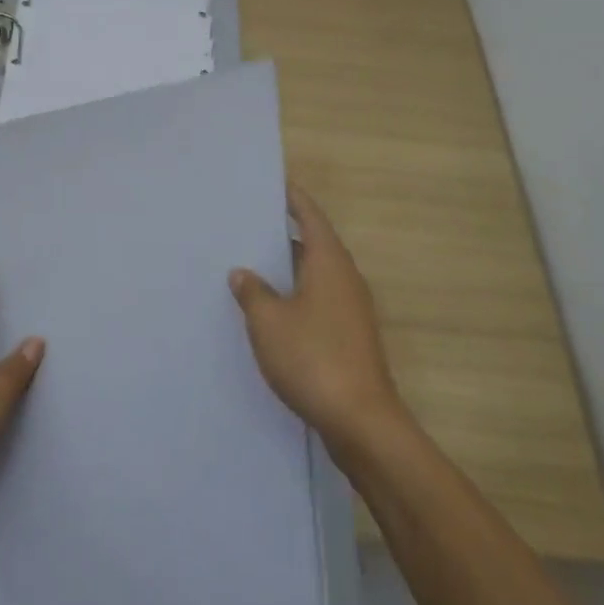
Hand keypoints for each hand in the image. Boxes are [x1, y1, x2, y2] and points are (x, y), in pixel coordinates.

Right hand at [229, 185, 406, 449]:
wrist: (360, 421)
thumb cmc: (313, 358)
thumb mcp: (269, 321)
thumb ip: (253, 292)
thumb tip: (243, 273)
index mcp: (329, 263)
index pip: (311, 217)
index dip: (293, 199)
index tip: (274, 184)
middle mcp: (345, 280)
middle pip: (314, 245)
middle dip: (283, 235)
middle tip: (248, 225)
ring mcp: (350, 311)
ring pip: (315, 277)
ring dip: (287, 270)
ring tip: (251, 265)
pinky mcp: (349, 338)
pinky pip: (317, 302)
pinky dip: (295, 297)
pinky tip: (269, 311)